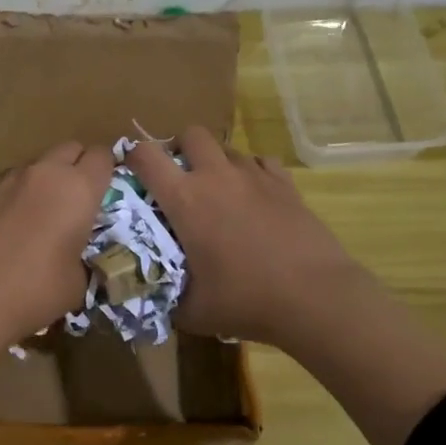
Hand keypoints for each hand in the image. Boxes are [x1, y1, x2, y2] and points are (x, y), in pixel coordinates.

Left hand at [0, 141, 112, 426]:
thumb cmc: (37, 289)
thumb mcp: (80, 281)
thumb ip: (88, 258)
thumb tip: (82, 259)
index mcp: (79, 188)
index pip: (103, 156)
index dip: (108, 170)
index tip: (108, 191)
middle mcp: (47, 173)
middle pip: (71, 148)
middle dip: (79, 165)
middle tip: (81, 199)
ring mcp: (12, 179)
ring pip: (40, 163)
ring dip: (50, 178)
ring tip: (47, 213)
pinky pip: (15, 181)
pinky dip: (23, 192)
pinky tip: (18, 224)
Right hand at [125, 128, 365, 351]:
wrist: (314, 297)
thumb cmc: (245, 301)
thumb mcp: (192, 311)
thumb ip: (167, 298)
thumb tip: (154, 297)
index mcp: (185, 199)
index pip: (146, 156)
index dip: (132, 157)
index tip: (131, 172)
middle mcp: (216, 176)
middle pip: (191, 133)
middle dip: (180, 148)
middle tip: (180, 177)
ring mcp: (254, 176)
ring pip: (227, 148)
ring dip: (216, 162)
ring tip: (219, 192)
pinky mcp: (285, 184)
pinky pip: (261, 162)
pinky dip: (251, 173)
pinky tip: (254, 197)